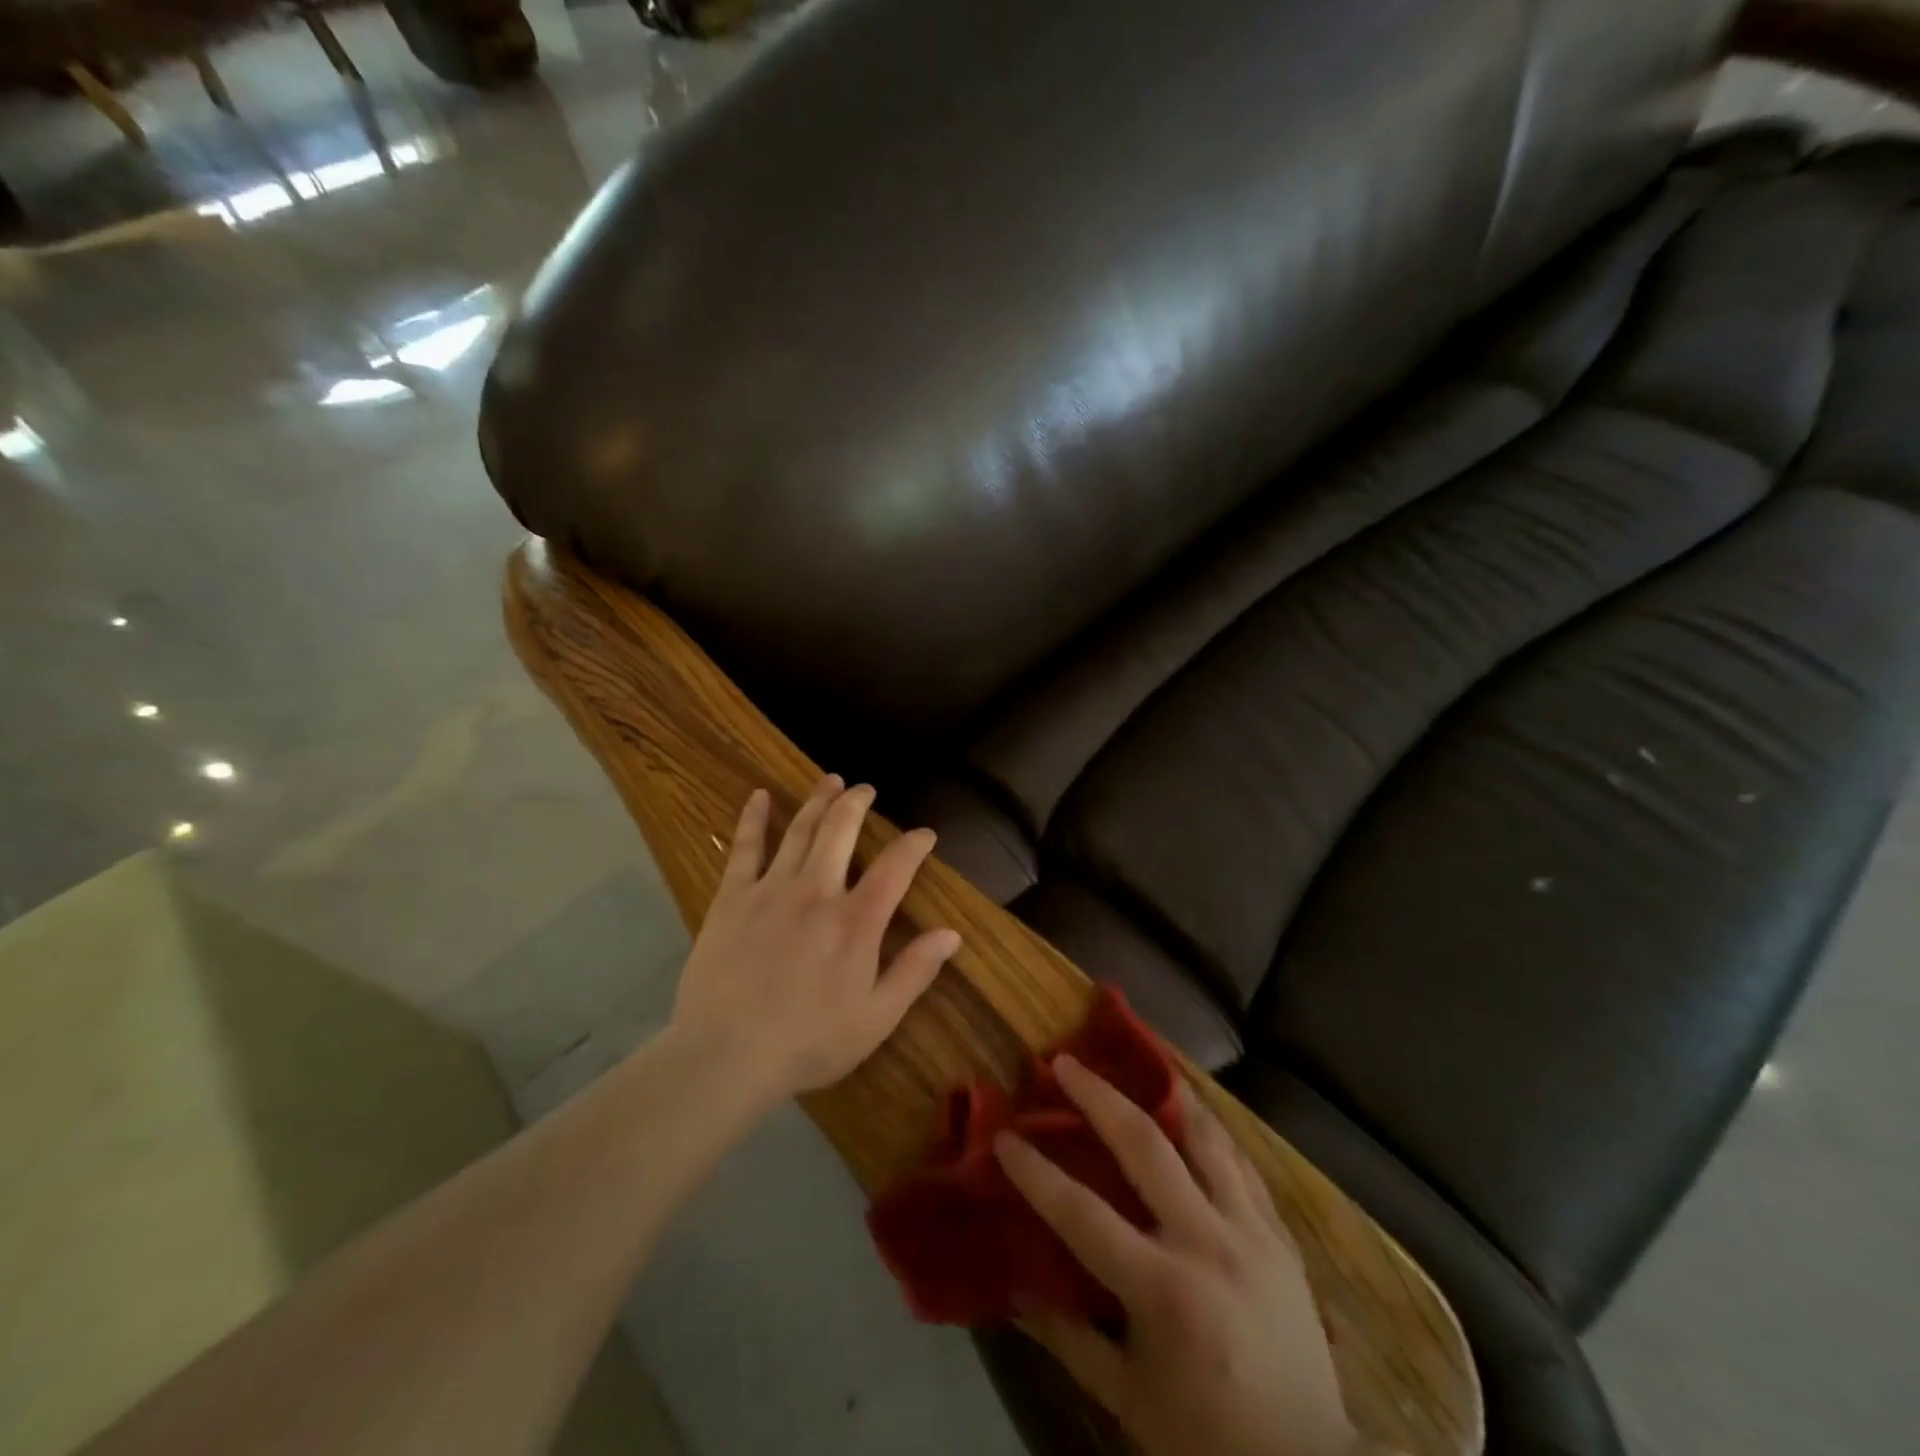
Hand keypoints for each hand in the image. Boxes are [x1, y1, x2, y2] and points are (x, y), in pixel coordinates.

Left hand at [671, 775, 961, 1103]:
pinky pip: (745, 848)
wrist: (726, 1055)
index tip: (925, 834)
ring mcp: (772, 890)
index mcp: (857, 922)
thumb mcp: (876, 1019)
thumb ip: (914, 972)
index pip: (895, 868)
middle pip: (841, 831)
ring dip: (818, 801)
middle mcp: (817, 892)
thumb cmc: (808, 1043)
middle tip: (866, 789)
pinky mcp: (733, 898)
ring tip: (830, 780)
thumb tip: (952, 934)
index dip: (914, 845)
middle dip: (858, 804)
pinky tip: (759, 796)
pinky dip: (754, 818)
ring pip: (800, 830)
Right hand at [995, 1059, 1365, 1455]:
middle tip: (1065, 1062)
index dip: (1036, 1172)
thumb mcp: (1129, 1401)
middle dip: (1097, 1097)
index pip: (1082, 1214)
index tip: (1005, 1136)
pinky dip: (1213, 1130)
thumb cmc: (1207, 1437)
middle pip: (1144, 1147)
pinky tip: (1194, 1110)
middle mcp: (1207, 1243)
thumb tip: (1017, 1292)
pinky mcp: (1280, 1234)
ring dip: (1167, 1094)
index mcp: (1163, 1290)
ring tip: (1141, 1061)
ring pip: (1205, 1137)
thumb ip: (1071, 1341)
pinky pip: (1242, 1164)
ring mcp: (1251, 1232)